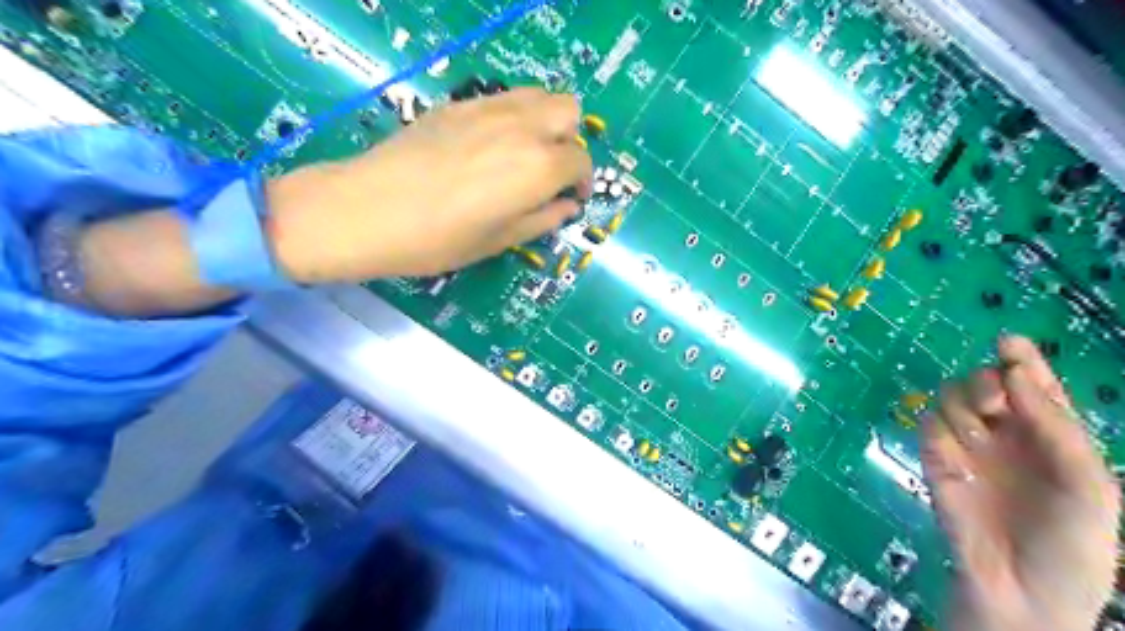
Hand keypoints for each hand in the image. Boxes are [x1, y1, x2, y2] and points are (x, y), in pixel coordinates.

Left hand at [266, 83, 592, 280]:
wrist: (369, 210)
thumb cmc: (439, 239)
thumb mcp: (499, 240)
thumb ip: (542, 220)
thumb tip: (566, 207)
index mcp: (539, 166)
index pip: (581, 161)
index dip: (582, 182)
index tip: (570, 198)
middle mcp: (523, 126)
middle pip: (569, 111)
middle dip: (570, 140)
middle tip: (551, 170)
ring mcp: (489, 108)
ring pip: (538, 95)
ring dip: (545, 121)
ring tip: (526, 153)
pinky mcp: (459, 103)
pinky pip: (503, 97)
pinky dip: (513, 115)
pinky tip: (490, 145)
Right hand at [923, 338, 1115, 627]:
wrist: (1022, 590)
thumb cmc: (1072, 542)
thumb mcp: (1088, 484)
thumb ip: (1056, 426)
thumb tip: (1013, 371)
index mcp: (1050, 435)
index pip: (1033, 385)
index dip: (1022, 360)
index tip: (1008, 341)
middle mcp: (1006, 433)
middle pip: (984, 381)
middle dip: (985, 382)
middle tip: (994, 404)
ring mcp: (967, 445)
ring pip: (950, 396)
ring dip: (962, 406)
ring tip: (978, 436)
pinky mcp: (934, 458)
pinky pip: (927, 425)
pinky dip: (939, 432)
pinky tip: (956, 459)